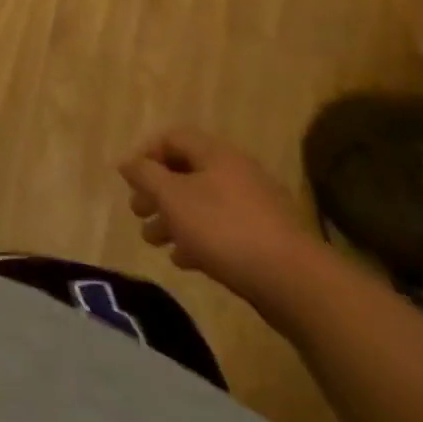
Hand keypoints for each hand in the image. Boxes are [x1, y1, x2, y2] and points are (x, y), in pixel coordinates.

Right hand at [119, 128, 322, 316]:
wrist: (295, 283)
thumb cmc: (224, 229)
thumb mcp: (172, 197)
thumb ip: (145, 175)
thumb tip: (127, 162)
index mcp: (215, 153)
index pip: (172, 138)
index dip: (146, 155)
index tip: (130, 181)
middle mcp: (236, 171)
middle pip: (186, 172)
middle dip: (157, 193)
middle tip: (137, 212)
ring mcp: (254, 206)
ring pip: (202, 203)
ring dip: (174, 219)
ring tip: (154, 241)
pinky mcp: (266, 239)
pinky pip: (222, 229)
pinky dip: (198, 238)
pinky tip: (184, 261)